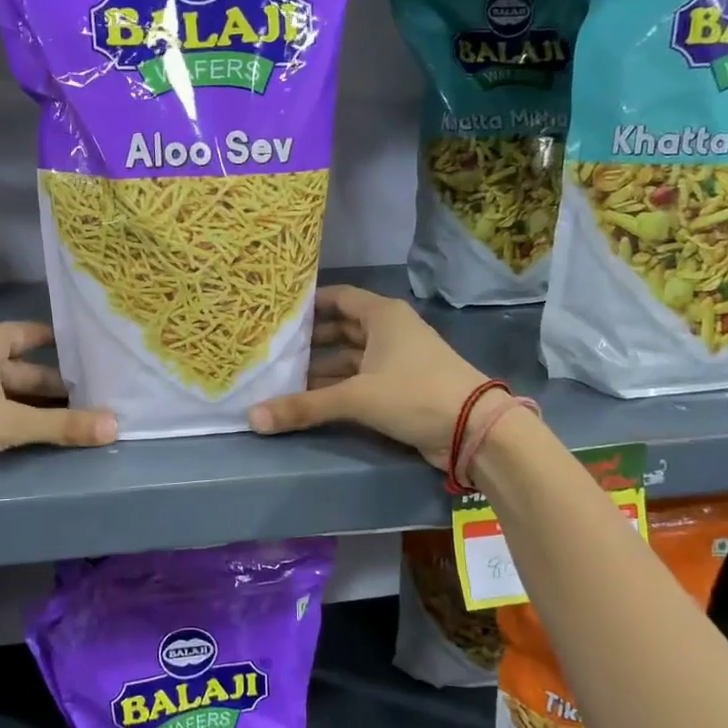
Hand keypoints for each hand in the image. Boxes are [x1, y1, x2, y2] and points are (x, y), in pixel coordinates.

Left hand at [0, 321, 116, 498]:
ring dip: (39, 408)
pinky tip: (39, 436)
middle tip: (101, 401)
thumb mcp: (8, 423)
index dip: (68, 348)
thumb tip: (116, 426)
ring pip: (10, 392)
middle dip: (59, 387)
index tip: (102, 361)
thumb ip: (62, 425)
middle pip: (26, 368)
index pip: (37, 335)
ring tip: (80, 422)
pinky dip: (16, 420)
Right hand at [247, 284, 497, 470]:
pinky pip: (359, 380)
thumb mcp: (356, 397)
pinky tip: (309, 399)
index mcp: (382, 315)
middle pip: (340, 330)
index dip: (308, 304)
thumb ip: (304, 406)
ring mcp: (396, 360)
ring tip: (281, 378)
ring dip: (320, 369)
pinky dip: (337, 387)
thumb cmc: (414, 393)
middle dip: (309, 342)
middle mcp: (389, 331)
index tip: (276, 314)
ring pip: (349, 358)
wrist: (473, 430)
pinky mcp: (400, 387)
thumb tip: (253, 418)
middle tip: (272, 351)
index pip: (337, 298)